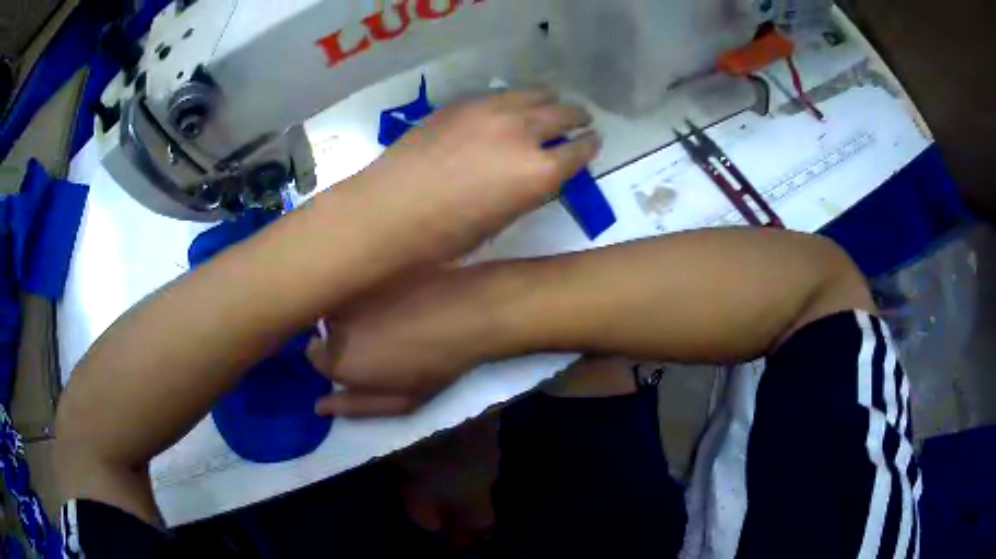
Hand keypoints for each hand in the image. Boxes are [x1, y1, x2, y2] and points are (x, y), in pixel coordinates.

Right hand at [307, 267, 509, 416]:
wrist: (466, 313)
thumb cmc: (435, 365)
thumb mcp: (400, 400)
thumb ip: (355, 405)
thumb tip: (318, 406)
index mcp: (338, 360)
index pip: (314, 357)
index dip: (333, 358)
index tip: (359, 358)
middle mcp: (333, 323)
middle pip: (325, 329)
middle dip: (343, 334)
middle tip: (379, 337)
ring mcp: (350, 290)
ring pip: (340, 303)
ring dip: (354, 309)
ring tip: (390, 314)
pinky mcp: (367, 268)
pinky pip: (358, 281)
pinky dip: (369, 289)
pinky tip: (398, 293)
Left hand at [346, 89, 599, 262]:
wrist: (389, 209)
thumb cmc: (444, 236)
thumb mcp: (501, 222)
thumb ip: (528, 191)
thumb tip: (539, 173)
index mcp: (538, 173)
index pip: (578, 151)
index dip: (589, 146)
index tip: (593, 142)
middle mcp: (524, 133)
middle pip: (563, 114)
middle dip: (577, 117)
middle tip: (581, 119)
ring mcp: (492, 111)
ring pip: (535, 94)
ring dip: (550, 100)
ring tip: (553, 102)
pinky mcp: (464, 103)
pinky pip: (502, 94)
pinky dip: (517, 98)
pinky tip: (513, 104)